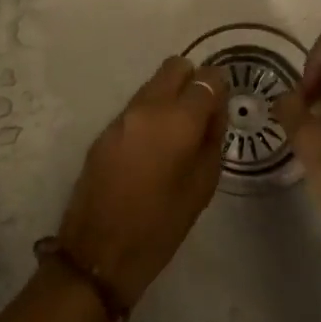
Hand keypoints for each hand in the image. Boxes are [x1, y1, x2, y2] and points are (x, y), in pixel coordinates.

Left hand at [54, 56, 228, 308]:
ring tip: (179, 133)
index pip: (207, 79)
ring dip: (170, 96)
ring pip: (153, 84)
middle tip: (202, 114)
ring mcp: (121, 117)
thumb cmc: (160, 226)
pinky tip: (155, 146)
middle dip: (193, 82)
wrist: (98, 253)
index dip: (219, 88)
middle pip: (175, 68)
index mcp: (177, 121)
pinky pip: (136, 106)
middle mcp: (147, 107)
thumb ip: (212, 140)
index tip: (222, 108)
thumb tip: (214, 113)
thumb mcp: (202, 186)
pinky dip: (151, 113)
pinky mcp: (104, 131)